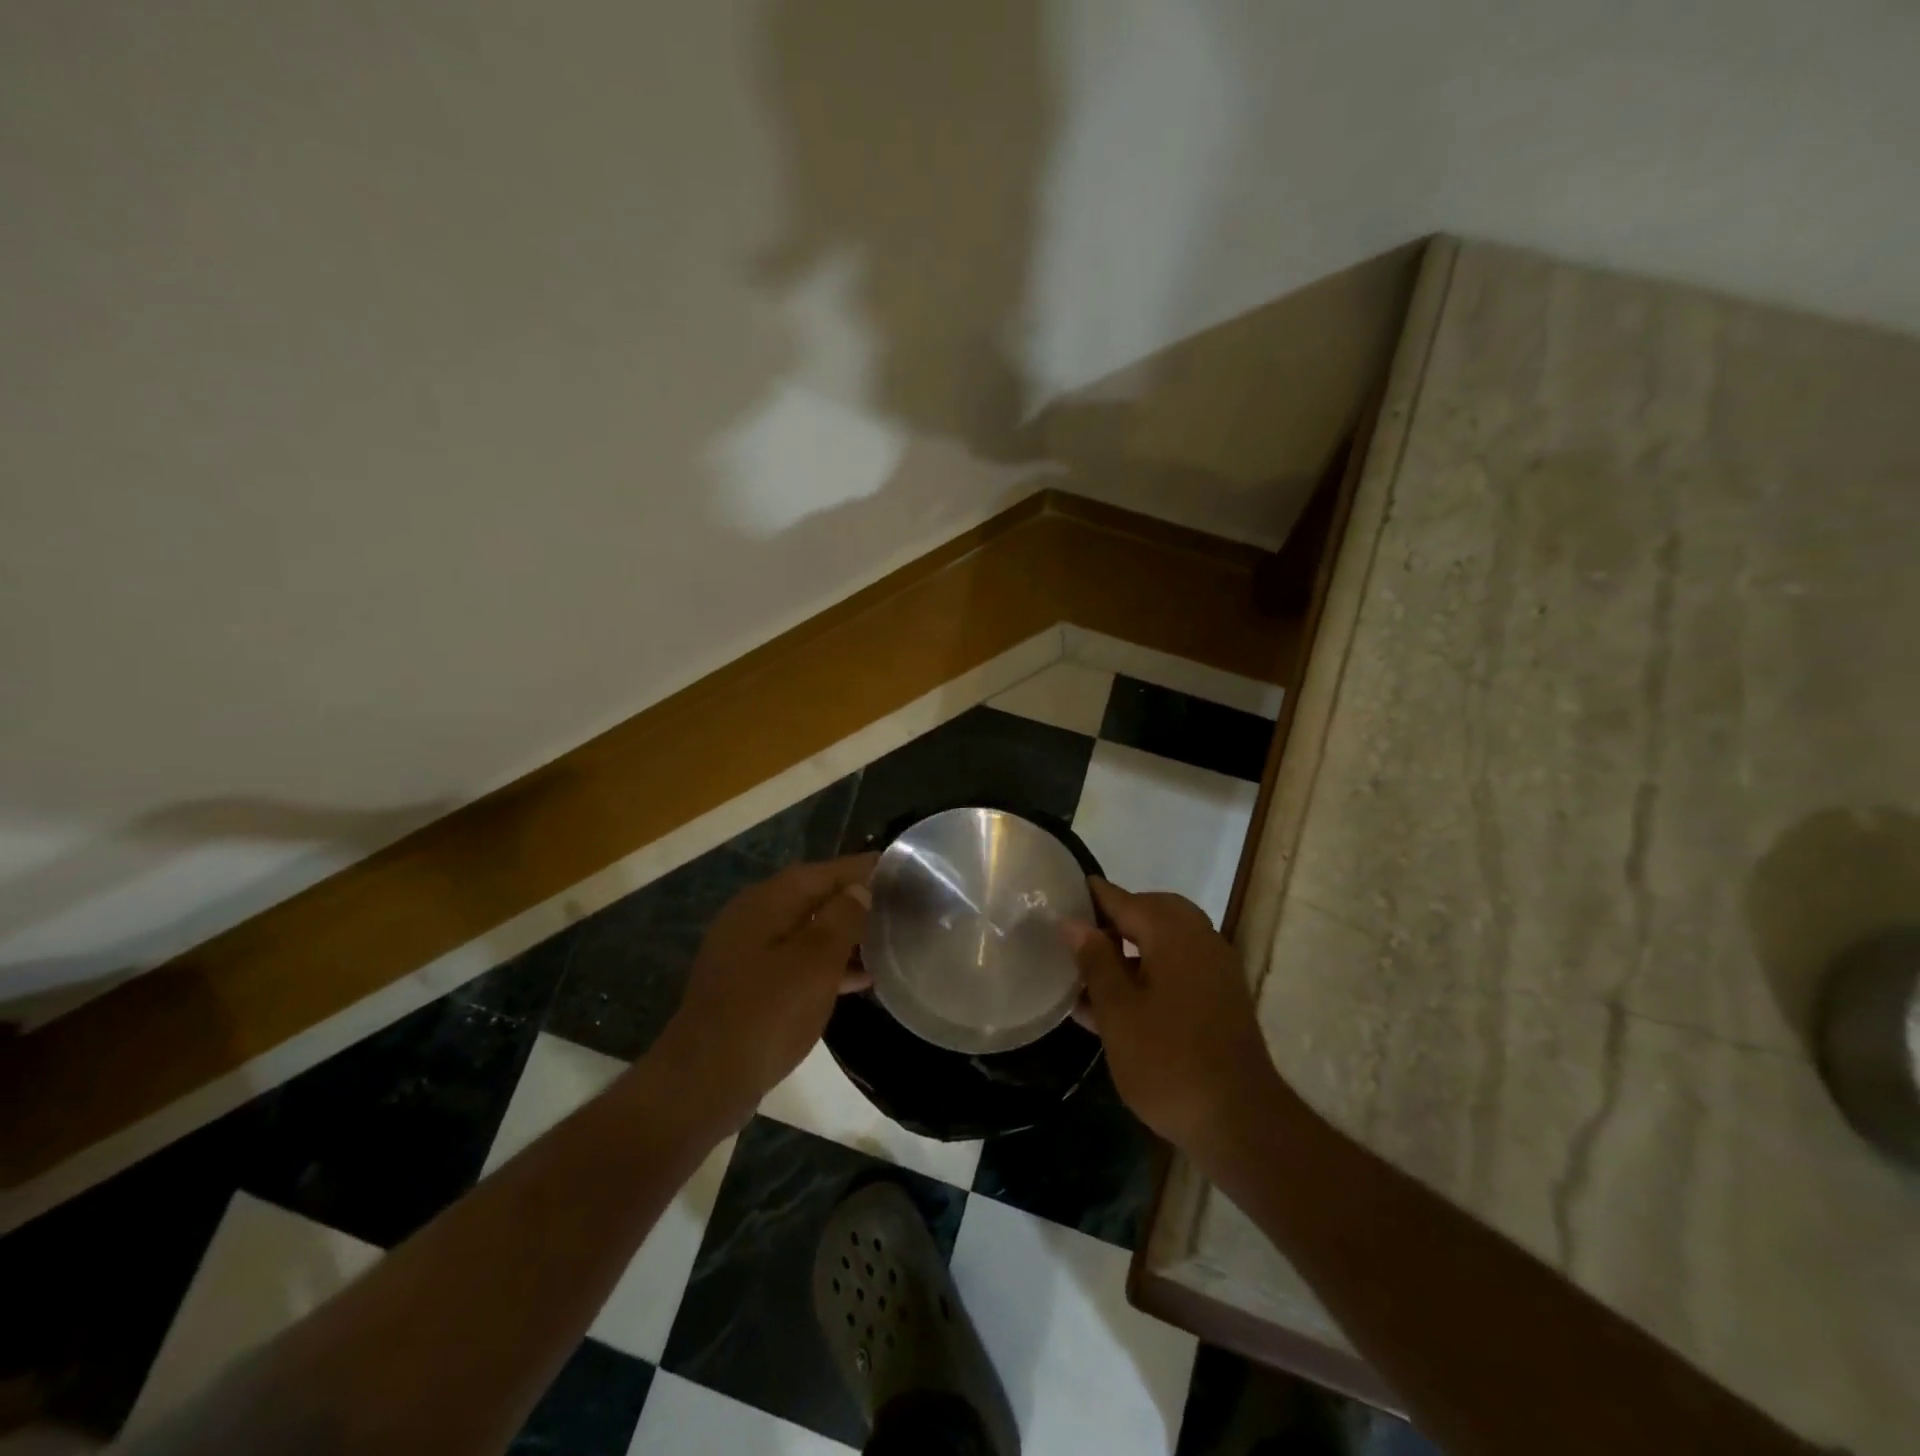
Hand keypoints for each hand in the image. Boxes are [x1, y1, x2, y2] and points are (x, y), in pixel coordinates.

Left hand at [654, 854, 877, 1118]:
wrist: (705, 1082)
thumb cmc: (766, 1014)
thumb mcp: (814, 962)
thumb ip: (841, 919)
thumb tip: (859, 889)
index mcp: (766, 902)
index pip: (822, 872)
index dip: (860, 868)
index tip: (898, 868)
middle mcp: (753, 918)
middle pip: (811, 897)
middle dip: (853, 898)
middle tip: (896, 903)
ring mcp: (747, 953)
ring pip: (805, 931)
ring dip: (842, 934)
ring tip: (885, 939)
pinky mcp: (748, 986)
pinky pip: (796, 961)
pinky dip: (826, 963)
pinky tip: (857, 979)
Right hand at [1065, 879, 1285, 1157]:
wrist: (1239, 1122)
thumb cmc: (1168, 1062)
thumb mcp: (1118, 1012)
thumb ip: (1095, 961)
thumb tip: (1074, 923)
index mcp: (1173, 934)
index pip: (1124, 899)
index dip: (1092, 896)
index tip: (1062, 893)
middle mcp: (1200, 939)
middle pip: (1151, 912)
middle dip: (1115, 920)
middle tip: (1079, 937)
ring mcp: (1216, 969)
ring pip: (1166, 940)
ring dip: (1132, 947)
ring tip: (1091, 973)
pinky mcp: (1221, 998)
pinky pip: (1179, 966)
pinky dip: (1151, 970)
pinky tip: (1120, 1002)